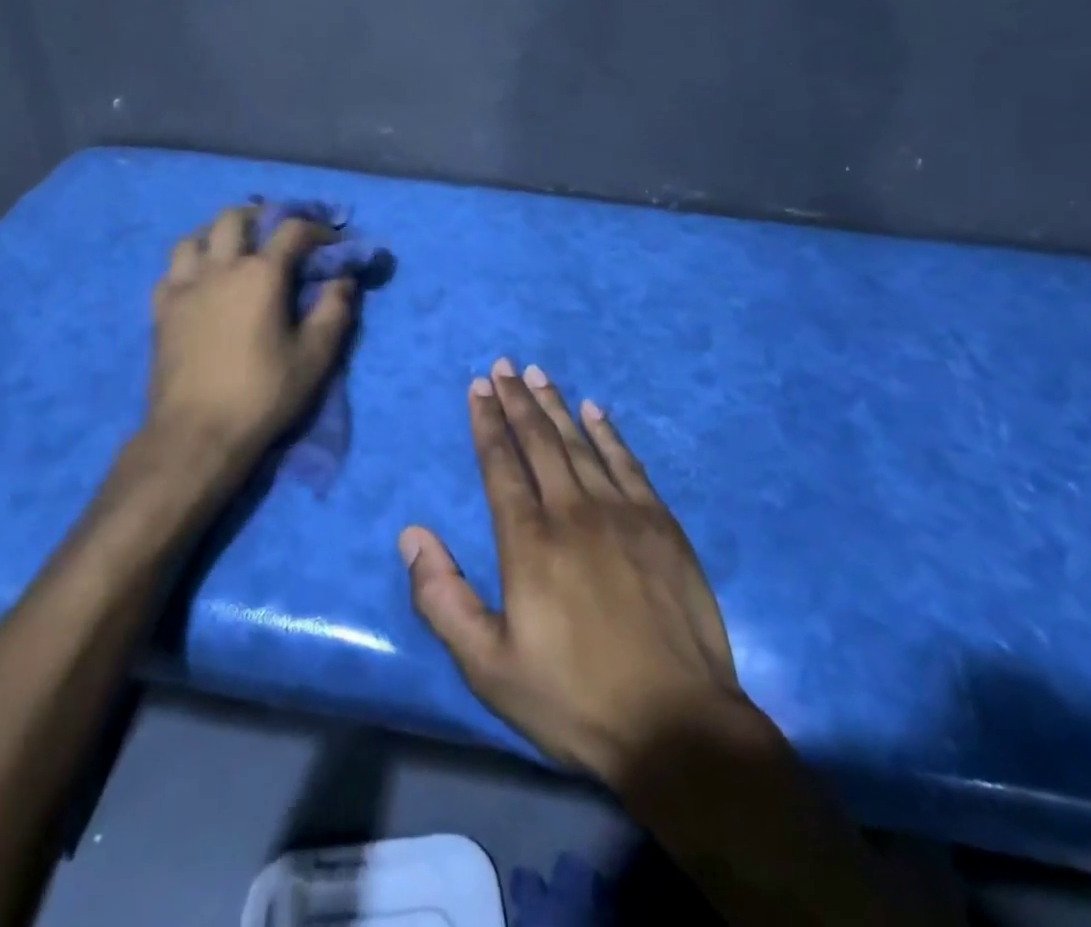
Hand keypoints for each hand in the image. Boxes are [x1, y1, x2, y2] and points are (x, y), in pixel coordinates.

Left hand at [103, 205, 356, 528]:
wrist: (196, 433)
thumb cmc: (262, 394)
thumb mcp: (314, 356)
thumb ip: (334, 311)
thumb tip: (343, 280)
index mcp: (261, 274)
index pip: (292, 230)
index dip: (316, 229)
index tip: (331, 243)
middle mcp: (220, 268)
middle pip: (234, 219)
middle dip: (261, 217)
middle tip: (276, 234)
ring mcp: (184, 287)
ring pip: (194, 238)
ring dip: (217, 237)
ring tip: (232, 253)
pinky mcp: (161, 310)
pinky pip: (171, 271)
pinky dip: (188, 267)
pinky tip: (199, 284)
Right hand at [401, 358, 759, 786]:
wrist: (678, 725)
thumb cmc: (575, 699)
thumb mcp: (489, 667)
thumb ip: (443, 599)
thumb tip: (412, 534)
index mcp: (528, 540)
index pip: (501, 463)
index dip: (487, 421)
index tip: (478, 386)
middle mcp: (572, 510)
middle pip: (539, 440)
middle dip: (517, 399)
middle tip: (504, 364)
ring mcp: (622, 512)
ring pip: (580, 442)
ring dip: (556, 405)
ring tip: (539, 374)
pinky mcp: (661, 523)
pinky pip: (627, 462)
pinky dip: (608, 432)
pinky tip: (595, 411)